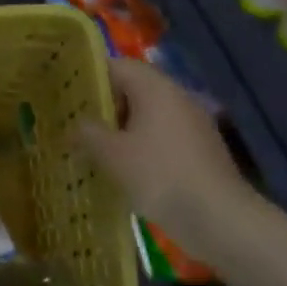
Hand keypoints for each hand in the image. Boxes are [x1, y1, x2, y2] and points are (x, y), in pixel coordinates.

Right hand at [75, 59, 255, 256]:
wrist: (220, 219)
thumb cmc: (159, 175)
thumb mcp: (112, 154)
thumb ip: (87, 133)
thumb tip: (74, 125)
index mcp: (155, 88)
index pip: (116, 65)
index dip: (89, 75)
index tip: (66, 91)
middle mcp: (177, 97)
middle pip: (133, 88)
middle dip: (104, 103)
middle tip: (75, 119)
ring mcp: (193, 123)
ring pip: (148, 114)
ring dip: (122, 126)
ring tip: (94, 144)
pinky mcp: (201, 149)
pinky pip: (162, 134)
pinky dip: (141, 143)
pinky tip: (124, 166)